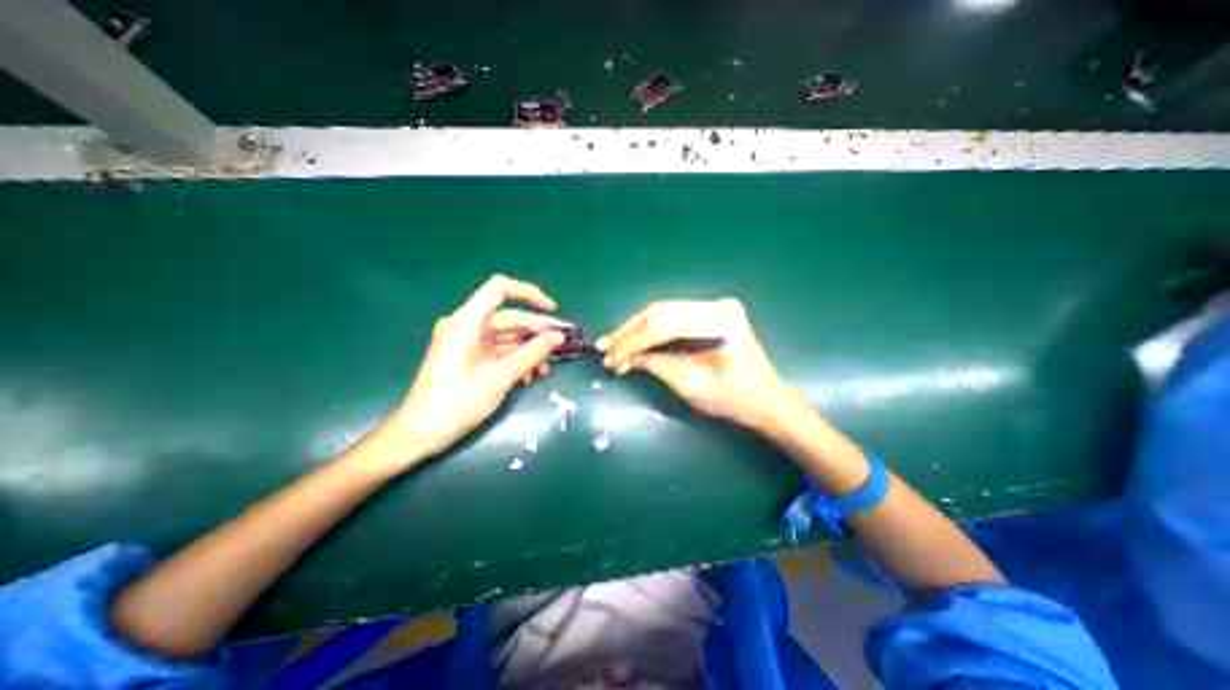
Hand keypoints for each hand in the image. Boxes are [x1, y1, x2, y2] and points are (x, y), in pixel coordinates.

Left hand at [382, 272, 563, 457]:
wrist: (422, 433)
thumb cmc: (458, 402)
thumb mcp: (501, 376)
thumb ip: (533, 353)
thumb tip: (559, 337)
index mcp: (467, 322)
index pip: (500, 289)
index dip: (530, 294)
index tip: (552, 310)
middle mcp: (466, 325)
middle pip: (509, 317)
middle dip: (537, 332)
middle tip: (562, 345)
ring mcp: (467, 342)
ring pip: (507, 336)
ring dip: (529, 351)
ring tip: (547, 370)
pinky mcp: (469, 356)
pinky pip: (498, 350)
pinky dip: (516, 359)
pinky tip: (529, 376)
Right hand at [596, 298, 786, 429]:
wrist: (765, 399)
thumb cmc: (732, 399)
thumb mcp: (689, 384)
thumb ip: (654, 364)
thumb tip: (621, 358)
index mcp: (718, 322)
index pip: (663, 325)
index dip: (632, 342)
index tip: (609, 357)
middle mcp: (717, 305)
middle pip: (661, 312)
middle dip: (629, 332)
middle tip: (605, 348)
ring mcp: (716, 305)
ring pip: (664, 311)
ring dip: (637, 329)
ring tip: (614, 346)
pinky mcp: (712, 312)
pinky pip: (673, 316)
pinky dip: (652, 329)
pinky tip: (636, 340)